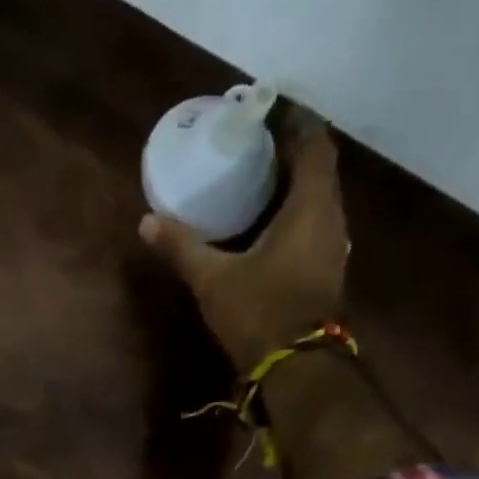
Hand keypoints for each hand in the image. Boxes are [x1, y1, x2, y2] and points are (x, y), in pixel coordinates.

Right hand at [140, 124, 348, 372]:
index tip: (269, 111)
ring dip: (294, 186)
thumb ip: (181, 247)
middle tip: (255, 145)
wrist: (295, 367)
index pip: (314, 145)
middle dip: (291, 153)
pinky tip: (268, 224)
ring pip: (318, 200)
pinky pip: (314, 226)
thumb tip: (146, 221)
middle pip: (319, 170)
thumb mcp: (212, 279)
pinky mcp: (326, 271)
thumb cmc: (259, 312)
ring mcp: (332, 248)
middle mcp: (331, 219)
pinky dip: (295, 214)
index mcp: (310, 207)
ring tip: (259, 180)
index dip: (296, 123)